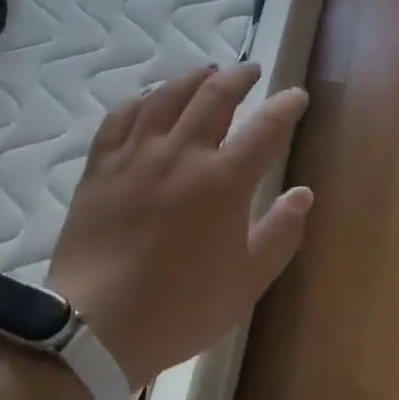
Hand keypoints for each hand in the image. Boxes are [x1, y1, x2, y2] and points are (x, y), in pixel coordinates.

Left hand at [46, 63, 312, 385]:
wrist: (95, 328)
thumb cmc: (180, 308)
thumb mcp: (246, 282)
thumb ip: (280, 233)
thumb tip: (303, 194)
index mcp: (223, 181)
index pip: (266, 127)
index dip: (286, 106)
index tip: (296, 96)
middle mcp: (181, 153)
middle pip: (215, 95)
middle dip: (240, 76)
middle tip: (252, 71)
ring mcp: (136, 155)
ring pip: (167, 95)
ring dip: (193, 77)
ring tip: (206, 72)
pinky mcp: (101, 165)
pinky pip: (122, 115)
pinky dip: (142, 99)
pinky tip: (150, 99)